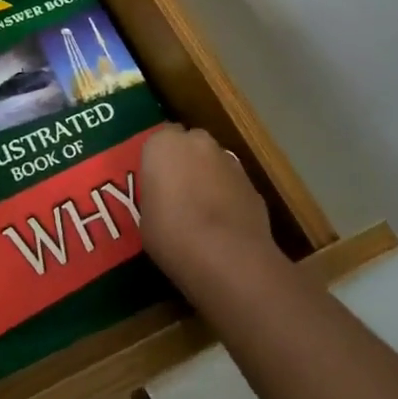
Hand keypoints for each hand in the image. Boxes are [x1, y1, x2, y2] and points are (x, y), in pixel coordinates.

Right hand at [140, 124, 274, 290]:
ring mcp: (229, 160)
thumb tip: (163, 198)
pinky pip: (232, 184)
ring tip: (203, 211)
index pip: (158, 140)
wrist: (229, 258)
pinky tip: (224, 224)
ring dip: (208, 177)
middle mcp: (197, 142)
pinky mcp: (252, 183)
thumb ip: (154, 195)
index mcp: (163, 144)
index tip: (155, 181)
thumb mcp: (145, 218)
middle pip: (189, 145)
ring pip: (213, 163)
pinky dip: (228, 196)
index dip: (158, 160)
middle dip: (185, 162)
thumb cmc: (173, 235)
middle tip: (177, 192)